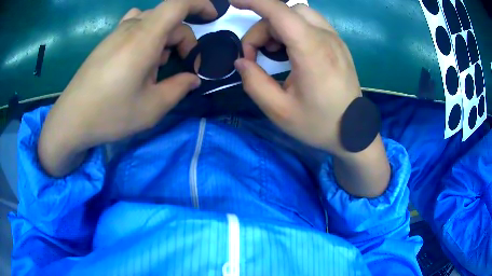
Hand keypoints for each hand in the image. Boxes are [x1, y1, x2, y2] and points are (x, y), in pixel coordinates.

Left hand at [38, 0, 216, 176]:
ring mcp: (117, 33)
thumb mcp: (151, 108)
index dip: (200, 4)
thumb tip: (193, 79)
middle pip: (169, 19)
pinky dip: (148, 36)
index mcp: (144, 39)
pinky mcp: (107, 41)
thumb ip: (178, 88)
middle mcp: (131, 28)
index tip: (212, 18)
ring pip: (153, 21)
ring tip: (159, 64)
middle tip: (183, 68)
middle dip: (184, 40)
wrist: (71, 119)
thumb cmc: (110, 114)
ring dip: (165, 38)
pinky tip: (141, 57)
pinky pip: (135, 25)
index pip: (178, 4)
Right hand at [231, 0, 389, 196]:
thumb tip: (242, 61)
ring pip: (299, 14)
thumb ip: (254, 83)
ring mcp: (335, 39)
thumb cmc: (319, 125)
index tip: (233, 2)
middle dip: (263, 29)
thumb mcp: (279, 111)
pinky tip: (291, 51)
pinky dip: (293, 29)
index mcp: (312, 53)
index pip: (280, 12)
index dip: (254, 1)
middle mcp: (326, 38)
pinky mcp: (338, 44)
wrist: (354, 133)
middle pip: (286, 13)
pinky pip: (310, 23)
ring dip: (278, 27)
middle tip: (256, 57)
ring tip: (274, 53)